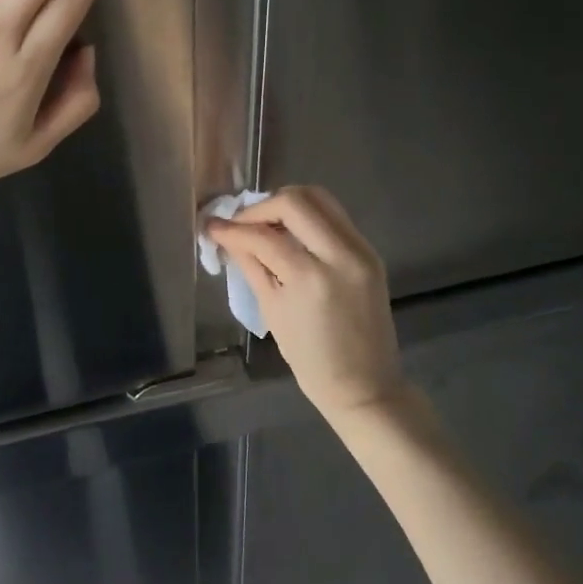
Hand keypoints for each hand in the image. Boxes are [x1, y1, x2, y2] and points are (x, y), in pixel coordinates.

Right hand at [205, 186, 404, 421]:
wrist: (366, 386)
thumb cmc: (311, 360)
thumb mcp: (272, 311)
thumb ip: (251, 265)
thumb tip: (226, 236)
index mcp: (311, 279)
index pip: (264, 236)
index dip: (232, 228)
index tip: (212, 225)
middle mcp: (341, 255)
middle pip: (296, 201)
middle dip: (261, 207)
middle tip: (242, 223)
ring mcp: (361, 250)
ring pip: (319, 198)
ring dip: (286, 205)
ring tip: (265, 224)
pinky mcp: (370, 251)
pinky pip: (334, 216)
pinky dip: (307, 216)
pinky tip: (290, 233)